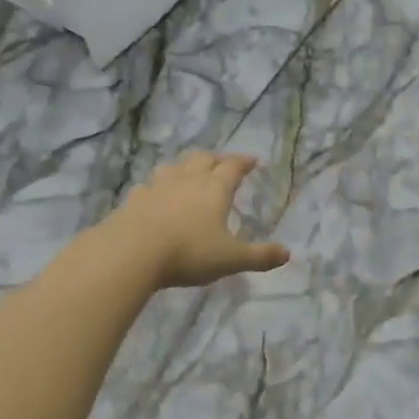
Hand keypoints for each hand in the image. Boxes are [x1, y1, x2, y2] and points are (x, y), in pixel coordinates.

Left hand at [106, 152, 290, 290]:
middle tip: (223, 164)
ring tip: (189, 173)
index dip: (244, 162)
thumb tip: (287, 254)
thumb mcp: (231, 259)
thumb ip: (259, 257)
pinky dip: (157, 187)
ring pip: (174, 167)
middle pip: (203, 159)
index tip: (252, 161)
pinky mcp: (134, 199)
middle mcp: (187, 180)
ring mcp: (157, 187)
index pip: (233, 167)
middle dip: (216, 159)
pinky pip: (149, 186)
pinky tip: (155, 196)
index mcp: (215, 189)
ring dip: (185, 167)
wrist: (131, 252)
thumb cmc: (188, 252)